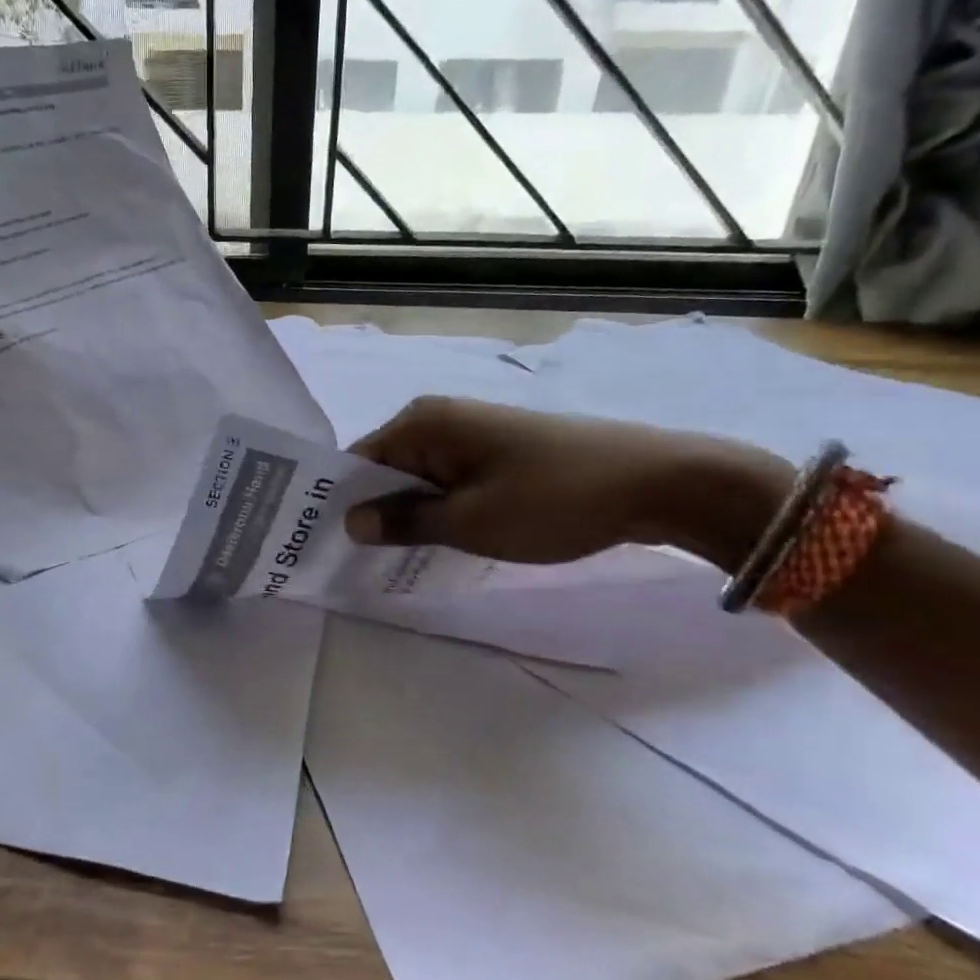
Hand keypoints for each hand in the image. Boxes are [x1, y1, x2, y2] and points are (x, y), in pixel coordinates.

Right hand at [344, 396, 788, 566]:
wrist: (655, 482)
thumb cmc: (551, 499)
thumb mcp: (470, 521)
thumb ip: (405, 522)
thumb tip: (350, 523)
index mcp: (423, 422)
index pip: (357, 460)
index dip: (340, 502)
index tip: (324, 545)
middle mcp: (439, 418)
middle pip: (385, 467)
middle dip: (374, 511)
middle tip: (355, 562)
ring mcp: (471, 432)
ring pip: (418, 477)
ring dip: (408, 514)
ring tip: (392, 560)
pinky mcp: (497, 450)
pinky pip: (449, 480)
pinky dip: (439, 509)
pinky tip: (439, 542)